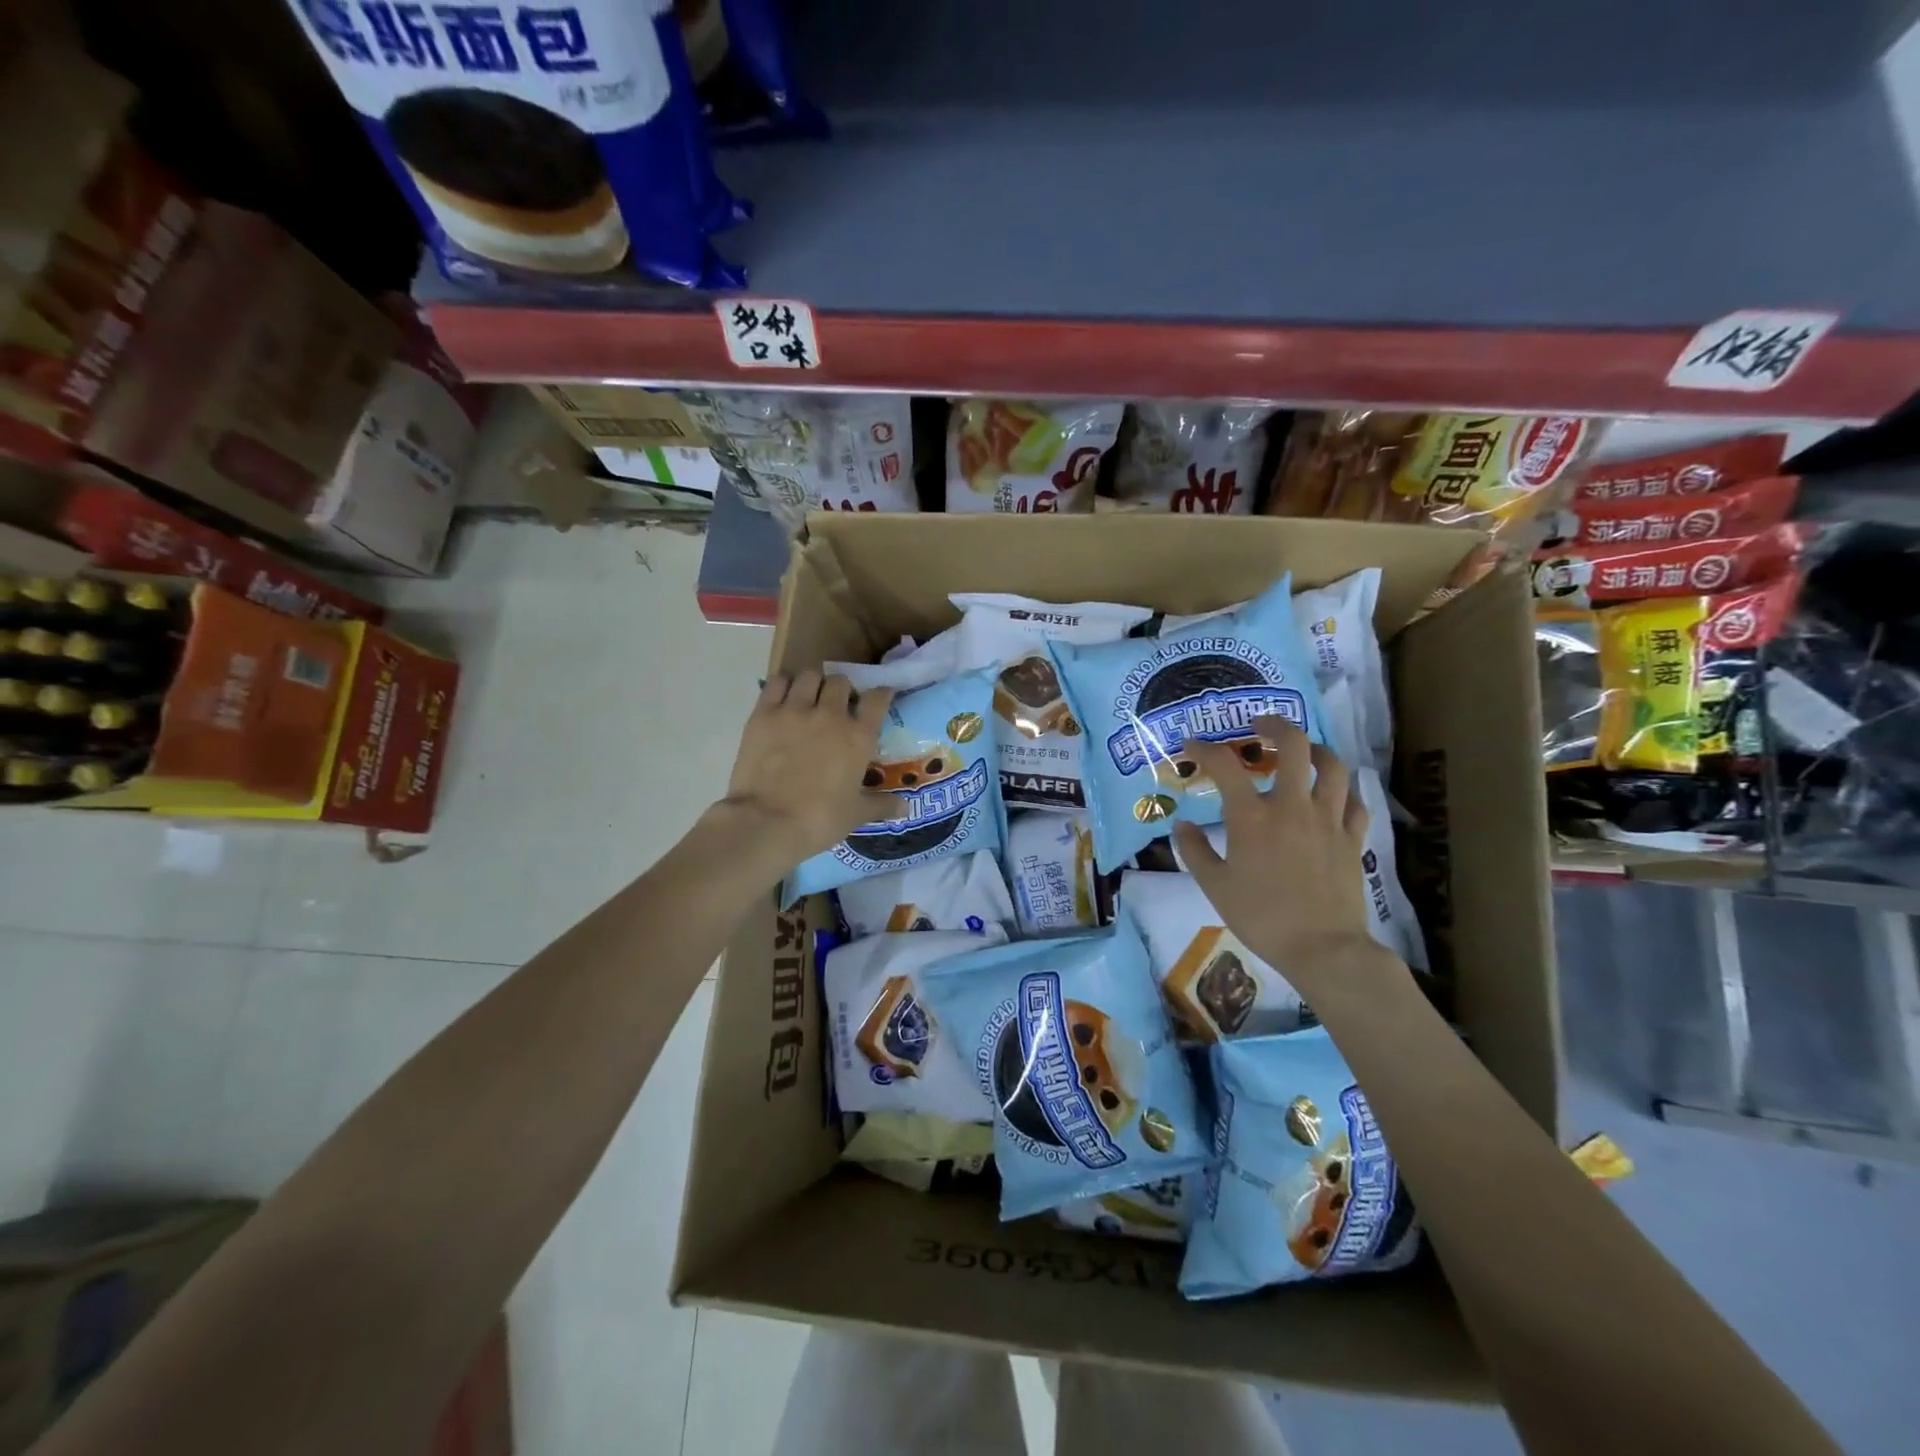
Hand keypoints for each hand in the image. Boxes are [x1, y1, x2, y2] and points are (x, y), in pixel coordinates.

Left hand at [721, 672, 899, 864]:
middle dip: (842, 689)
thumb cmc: (819, 820)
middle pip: (841, 681)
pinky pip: (777, 682)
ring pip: (809, 675)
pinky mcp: (764, 713)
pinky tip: (783, 697)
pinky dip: (783, 684)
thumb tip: (905, 808)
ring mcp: (795, 710)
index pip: (878, 699)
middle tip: (837, 704)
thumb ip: (881, 806)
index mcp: (858, 737)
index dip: (881, 693)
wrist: (767, 822)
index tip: (880, 696)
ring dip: (813, 683)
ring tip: (809, 697)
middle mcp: (830, 714)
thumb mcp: (855, 814)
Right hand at [1171, 717, 1387, 994]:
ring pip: (1333, 766)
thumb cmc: (1261, 917)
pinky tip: (1333, 796)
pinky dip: (1343, 791)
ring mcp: (1328, 820)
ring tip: (1303, 751)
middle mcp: (1292, 807)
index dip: (1205, 749)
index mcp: (1252, 817)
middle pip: (1293, 745)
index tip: (1193, 745)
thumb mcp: (1214, 886)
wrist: (1322, 948)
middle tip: (1260, 725)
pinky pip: (1354, 802)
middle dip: (1275, 725)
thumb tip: (1182, 826)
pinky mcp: (1352, 839)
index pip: (1225, 766)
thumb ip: (1194, 851)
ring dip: (1316, 750)